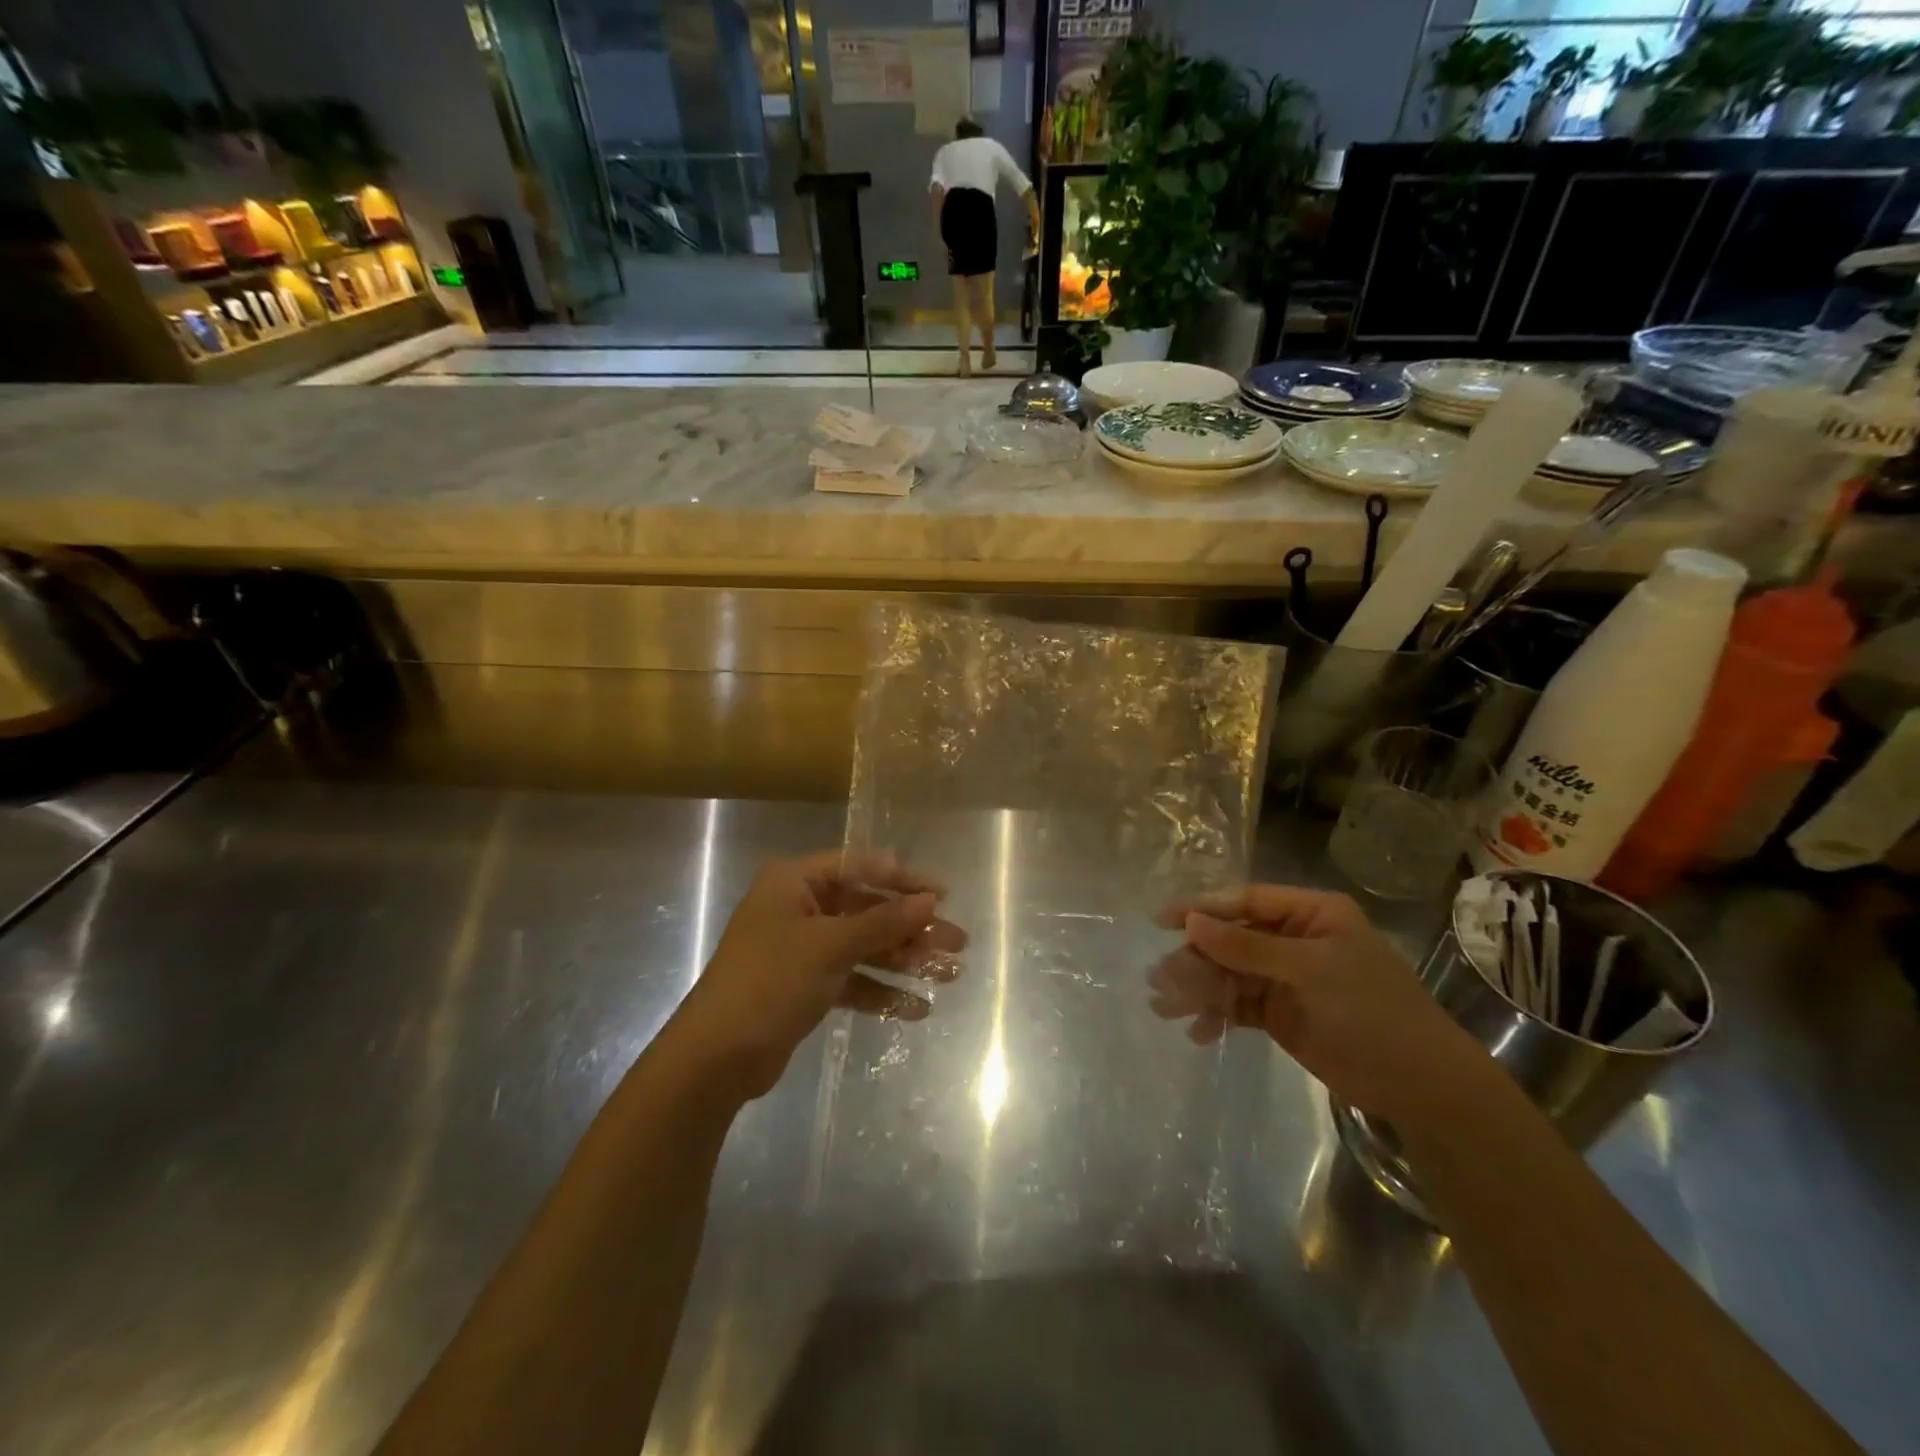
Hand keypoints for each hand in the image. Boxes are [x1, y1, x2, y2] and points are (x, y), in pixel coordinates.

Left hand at [670, 850, 966, 1098]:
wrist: (716, 1058)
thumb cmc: (770, 982)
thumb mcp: (830, 946)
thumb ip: (883, 922)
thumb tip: (931, 900)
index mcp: (795, 882)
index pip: (860, 867)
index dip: (904, 879)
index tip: (944, 894)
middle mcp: (799, 907)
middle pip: (867, 909)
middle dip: (912, 927)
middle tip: (957, 942)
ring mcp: (803, 948)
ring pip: (864, 946)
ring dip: (904, 960)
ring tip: (950, 974)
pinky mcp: (806, 986)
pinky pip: (853, 979)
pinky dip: (882, 991)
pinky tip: (917, 1009)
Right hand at [1149, 885, 1494, 1128]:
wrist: (1420, 1086)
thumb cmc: (1371, 1011)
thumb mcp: (1309, 971)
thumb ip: (1247, 946)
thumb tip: (1191, 922)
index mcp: (1310, 914)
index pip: (1246, 901)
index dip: (1204, 909)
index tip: (1163, 921)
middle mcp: (1294, 940)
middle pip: (1231, 939)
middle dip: (1196, 959)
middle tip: (1160, 979)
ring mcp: (1286, 978)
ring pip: (1229, 974)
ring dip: (1199, 988)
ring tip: (1166, 1007)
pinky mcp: (1280, 1014)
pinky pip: (1238, 1006)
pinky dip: (1217, 1015)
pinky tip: (1198, 1032)